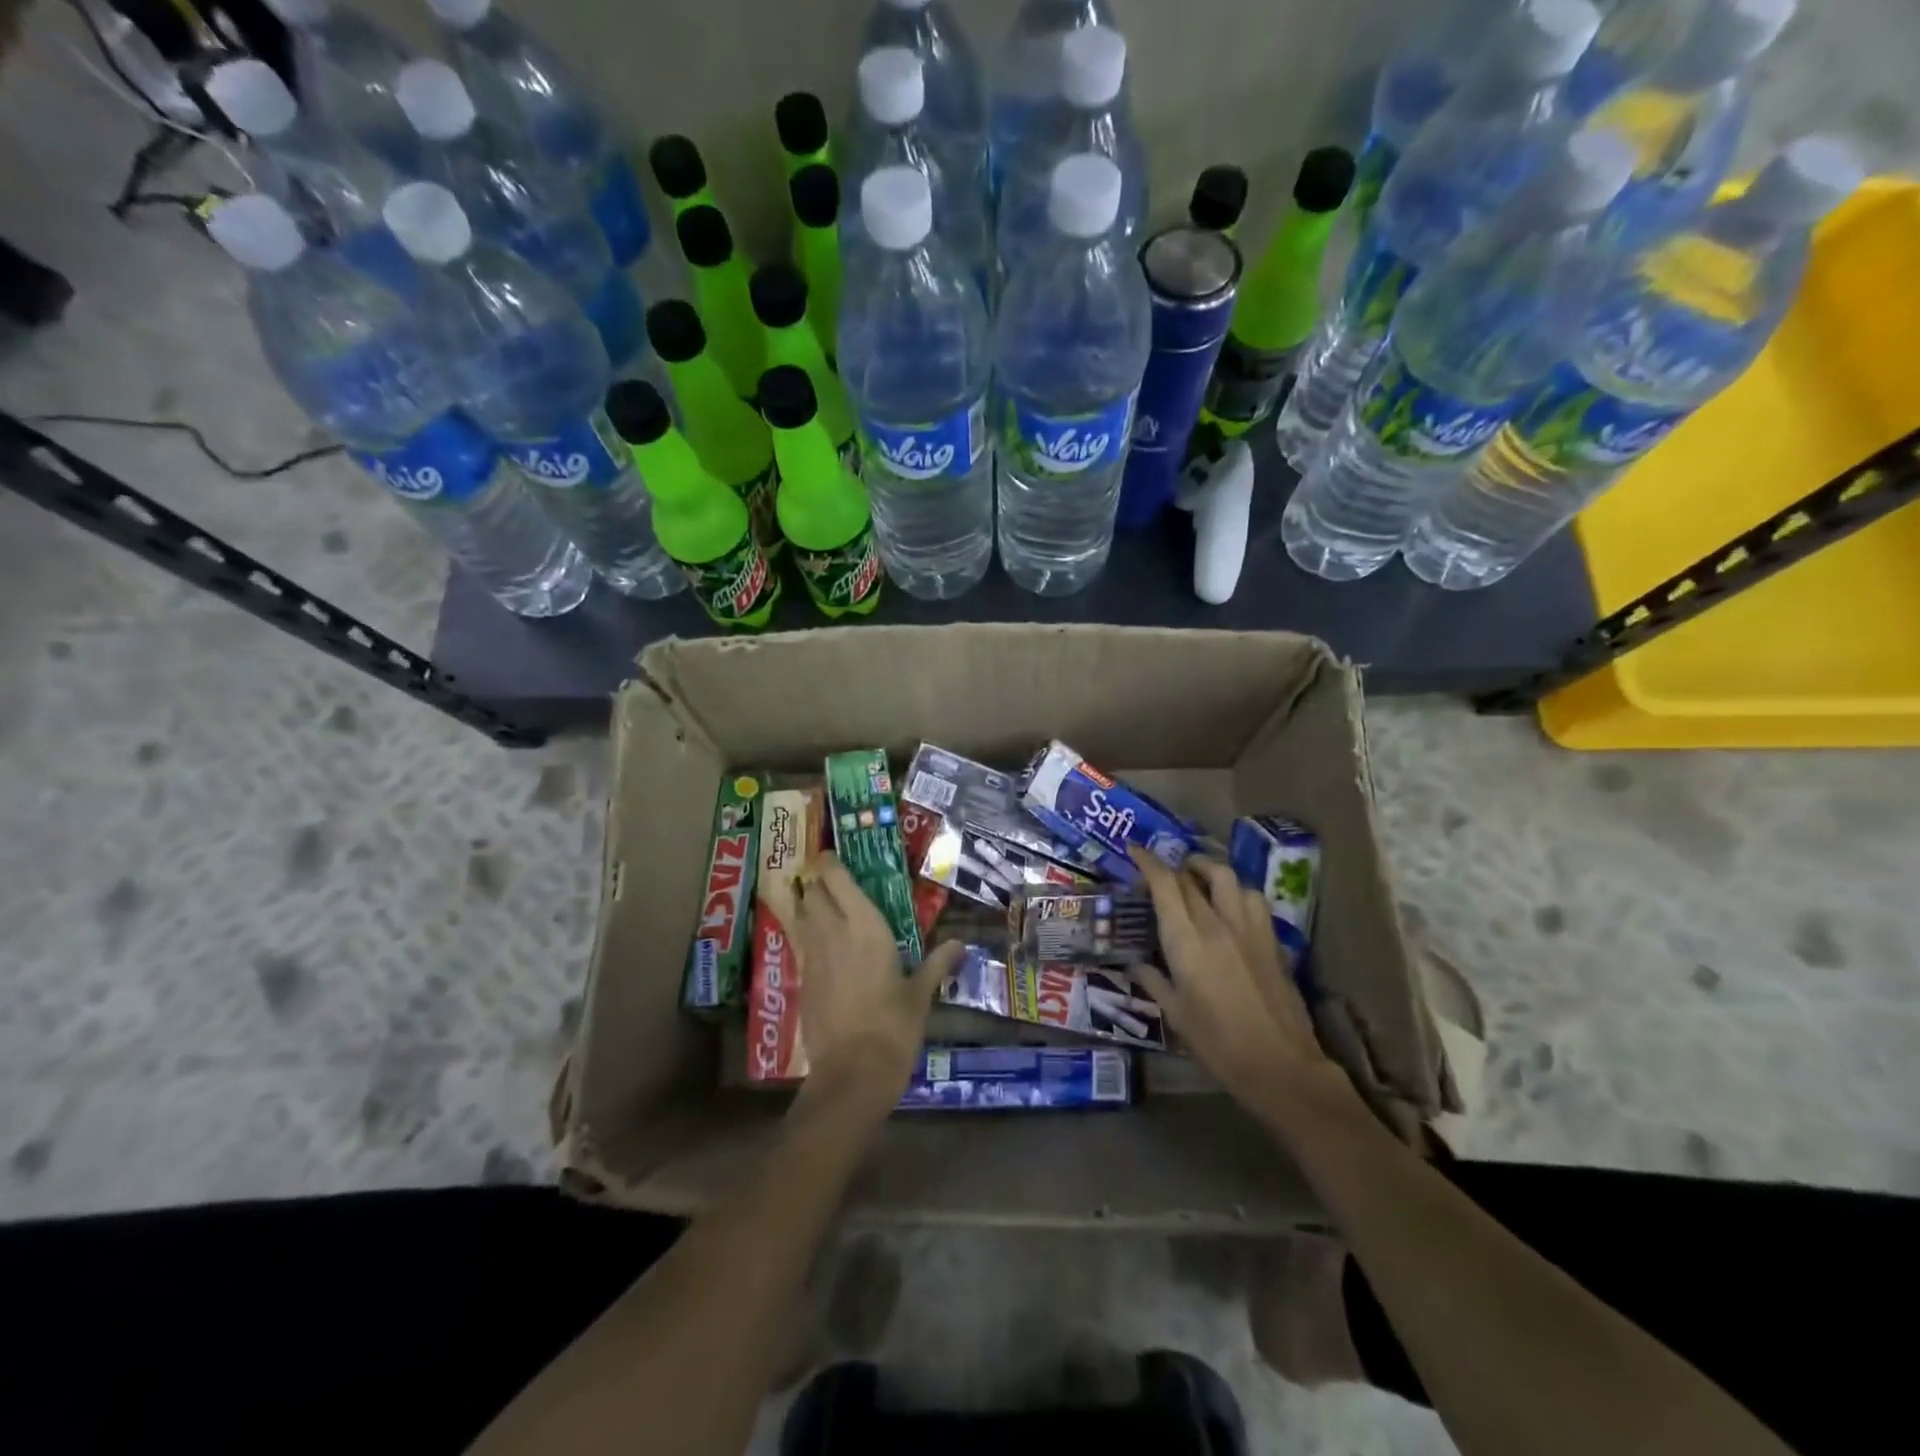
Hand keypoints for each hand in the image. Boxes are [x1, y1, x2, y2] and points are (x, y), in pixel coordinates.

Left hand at [789, 851, 962, 1116]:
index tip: (832, 855)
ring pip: (802, 917)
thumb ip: (937, 963)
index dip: (829, 863)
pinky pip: (803, 946)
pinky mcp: (802, 982)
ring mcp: (812, 957)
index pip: (836, 879)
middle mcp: (832, 932)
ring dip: (809, 906)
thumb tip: (960, 944)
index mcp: (864, 925)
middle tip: (832, 881)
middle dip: (817, 882)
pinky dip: (808, 937)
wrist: (852, 1073)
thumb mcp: (920, 994)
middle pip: (812, 893)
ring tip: (823, 906)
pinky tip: (824, 948)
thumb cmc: (894, 1026)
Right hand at [1127, 846, 1347, 1116]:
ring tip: (1195, 876)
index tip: (1135, 850)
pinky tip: (1230, 904)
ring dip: (1206, 869)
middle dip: (1170, 868)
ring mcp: (1248, 928)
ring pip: (1226, 877)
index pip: (1164, 884)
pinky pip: (1252, 898)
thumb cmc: (1218, 1045)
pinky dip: (1236, 890)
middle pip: (1190, 878)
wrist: (1281, 1065)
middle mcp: (1216, 924)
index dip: (1148, 861)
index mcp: (1186, 942)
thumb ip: (1154, 982)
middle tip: (1157, 875)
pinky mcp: (1272, 939)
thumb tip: (1137, 964)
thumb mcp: (1176, 1016)